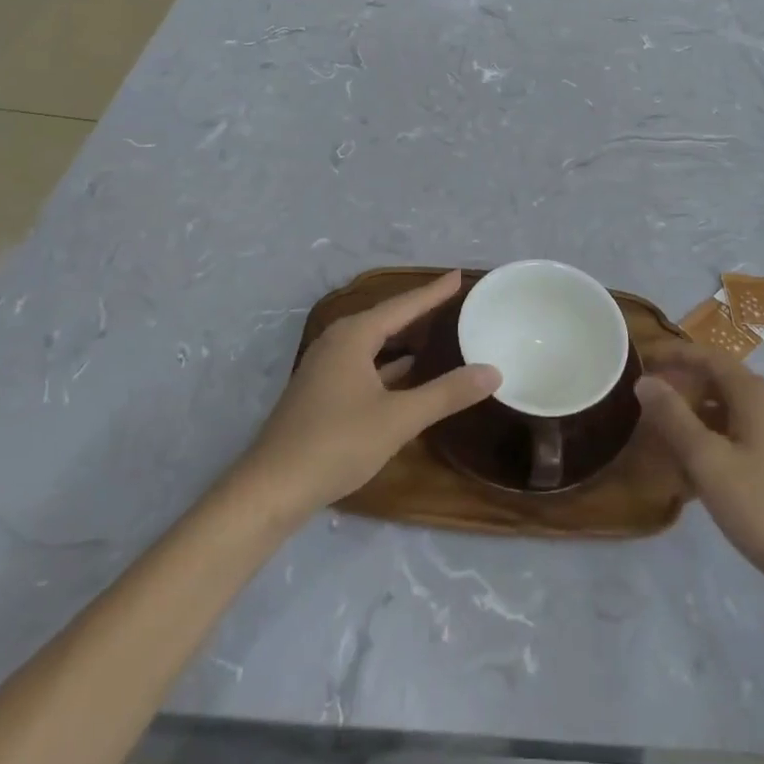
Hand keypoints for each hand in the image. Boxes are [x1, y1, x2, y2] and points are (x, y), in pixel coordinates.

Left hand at [235, 271, 499, 520]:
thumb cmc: (337, 443)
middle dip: (417, 309)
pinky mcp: (320, 392)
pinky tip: (404, 372)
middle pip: (385, 318)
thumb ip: (446, 393)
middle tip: (450, 298)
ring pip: (372, 342)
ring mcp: (324, 367)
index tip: (457, 275)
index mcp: (354, 336)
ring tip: (433, 329)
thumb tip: (492, 371)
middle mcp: (337, 342)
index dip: (433, 292)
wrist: (271, 489)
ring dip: (401, 336)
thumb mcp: (399, 419)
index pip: (403, 305)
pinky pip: (362, 362)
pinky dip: (387, 362)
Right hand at [637, 342, 763, 604]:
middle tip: (646, 401)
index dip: (675, 355)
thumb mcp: (708, 460)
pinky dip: (711, 442)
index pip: (709, 357)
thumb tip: (646, 380)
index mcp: (755, 394)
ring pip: (727, 412)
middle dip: (682, 387)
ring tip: (660, 435)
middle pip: (718, 382)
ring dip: (694, 417)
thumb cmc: (762, 506)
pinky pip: (737, 437)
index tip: (643, 360)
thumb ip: (674, 417)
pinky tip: (690, 470)